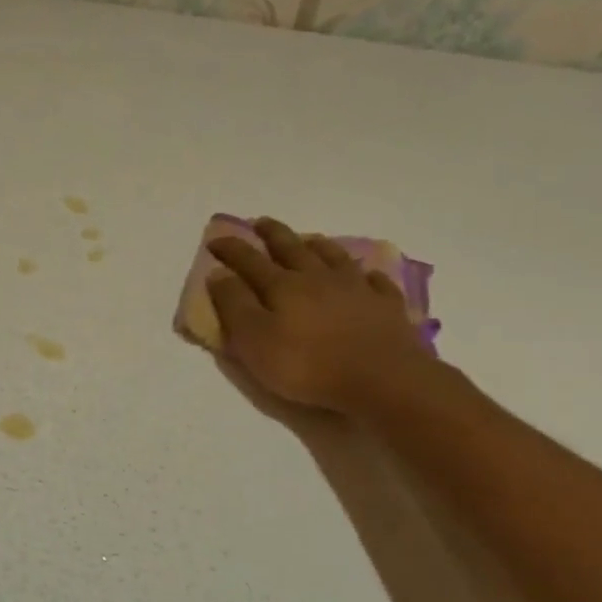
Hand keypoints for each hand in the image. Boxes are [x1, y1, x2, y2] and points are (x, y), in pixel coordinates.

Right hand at [207, 219, 431, 413]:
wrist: (382, 379)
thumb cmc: (307, 365)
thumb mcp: (254, 341)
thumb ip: (234, 305)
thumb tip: (218, 273)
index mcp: (282, 287)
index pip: (249, 260)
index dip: (231, 249)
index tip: (215, 240)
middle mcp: (318, 278)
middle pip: (292, 249)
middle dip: (273, 234)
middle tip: (261, 222)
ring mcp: (356, 289)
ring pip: (333, 257)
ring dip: (317, 245)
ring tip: (309, 239)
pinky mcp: (386, 306)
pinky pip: (375, 282)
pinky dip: (366, 274)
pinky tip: (365, 275)